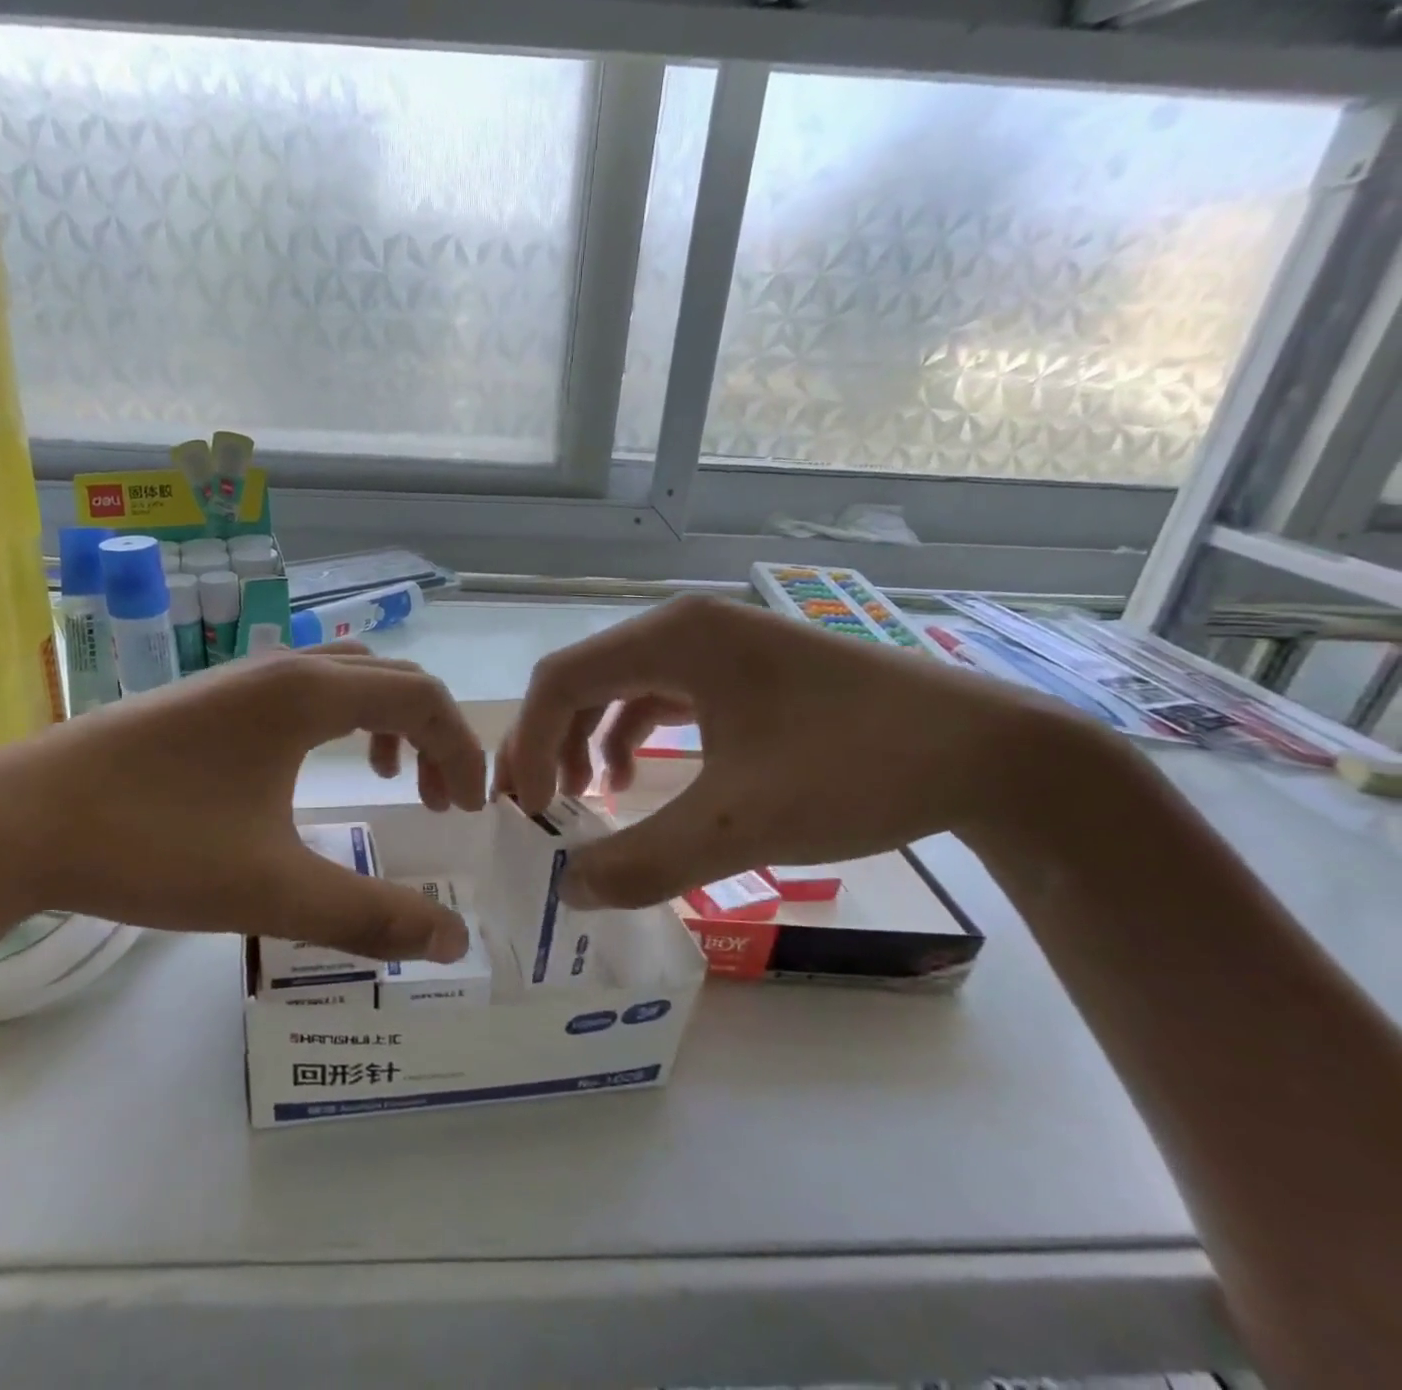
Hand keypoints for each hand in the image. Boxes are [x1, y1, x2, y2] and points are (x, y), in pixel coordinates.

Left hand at [0, 646, 483, 961]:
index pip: (423, 697)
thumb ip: (370, 916)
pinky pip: (304, 688)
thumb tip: (453, 943)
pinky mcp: (210, 695)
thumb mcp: (272, 890)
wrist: (13, 822)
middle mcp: (283, 666)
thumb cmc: (152, 845)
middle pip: (392, 677)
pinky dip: (340, 719)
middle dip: (434, 734)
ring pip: (347, 676)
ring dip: (386, 720)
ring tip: (389, 777)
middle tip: (441, 801)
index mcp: (309, 693)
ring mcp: (242, 674)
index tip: (469, 811)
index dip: (463, 749)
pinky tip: (313, 769)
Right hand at [496, 593, 1080, 908]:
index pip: (560, 680)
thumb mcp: (740, 825)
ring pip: (620, 685)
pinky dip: (632, 735)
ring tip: (582, 797)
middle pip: (584, 677)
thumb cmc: (857, 770)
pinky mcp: (745, 671)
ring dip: (587, 738)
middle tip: (539, 807)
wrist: (992, 753)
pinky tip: (637, 778)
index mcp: (675, 638)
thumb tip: (570, 893)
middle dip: (549, 741)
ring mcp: (720, 644)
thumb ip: (644, 861)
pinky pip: (661, 695)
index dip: (528, 745)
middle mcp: (687, 627)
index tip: (529, 812)